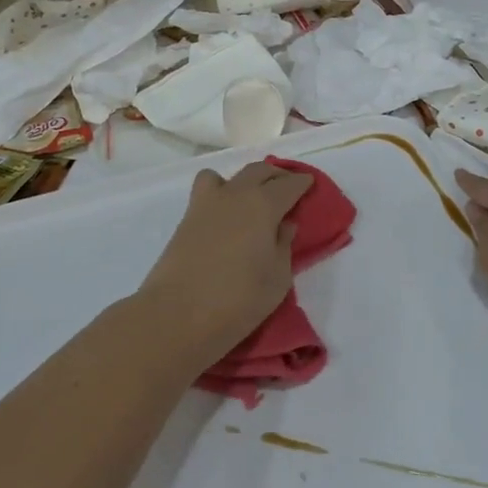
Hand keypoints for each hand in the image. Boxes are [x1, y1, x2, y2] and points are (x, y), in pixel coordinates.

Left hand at [137, 161, 312, 358]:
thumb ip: (284, 245)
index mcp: (263, 204)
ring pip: (228, 175)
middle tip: (287, 188)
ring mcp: (206, 204)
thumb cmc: (239, 299)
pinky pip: (207, 191)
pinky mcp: (186, 219)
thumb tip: (283, 224)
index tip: (310, 185)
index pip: (289, 184)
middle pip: (258, 171)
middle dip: (276, 175)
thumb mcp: (278, 278)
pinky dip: (220, 193)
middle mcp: (235, 194)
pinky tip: (227, 216)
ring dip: (244, 180)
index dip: (302, 183)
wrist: (177, 316)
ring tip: (251, 199)